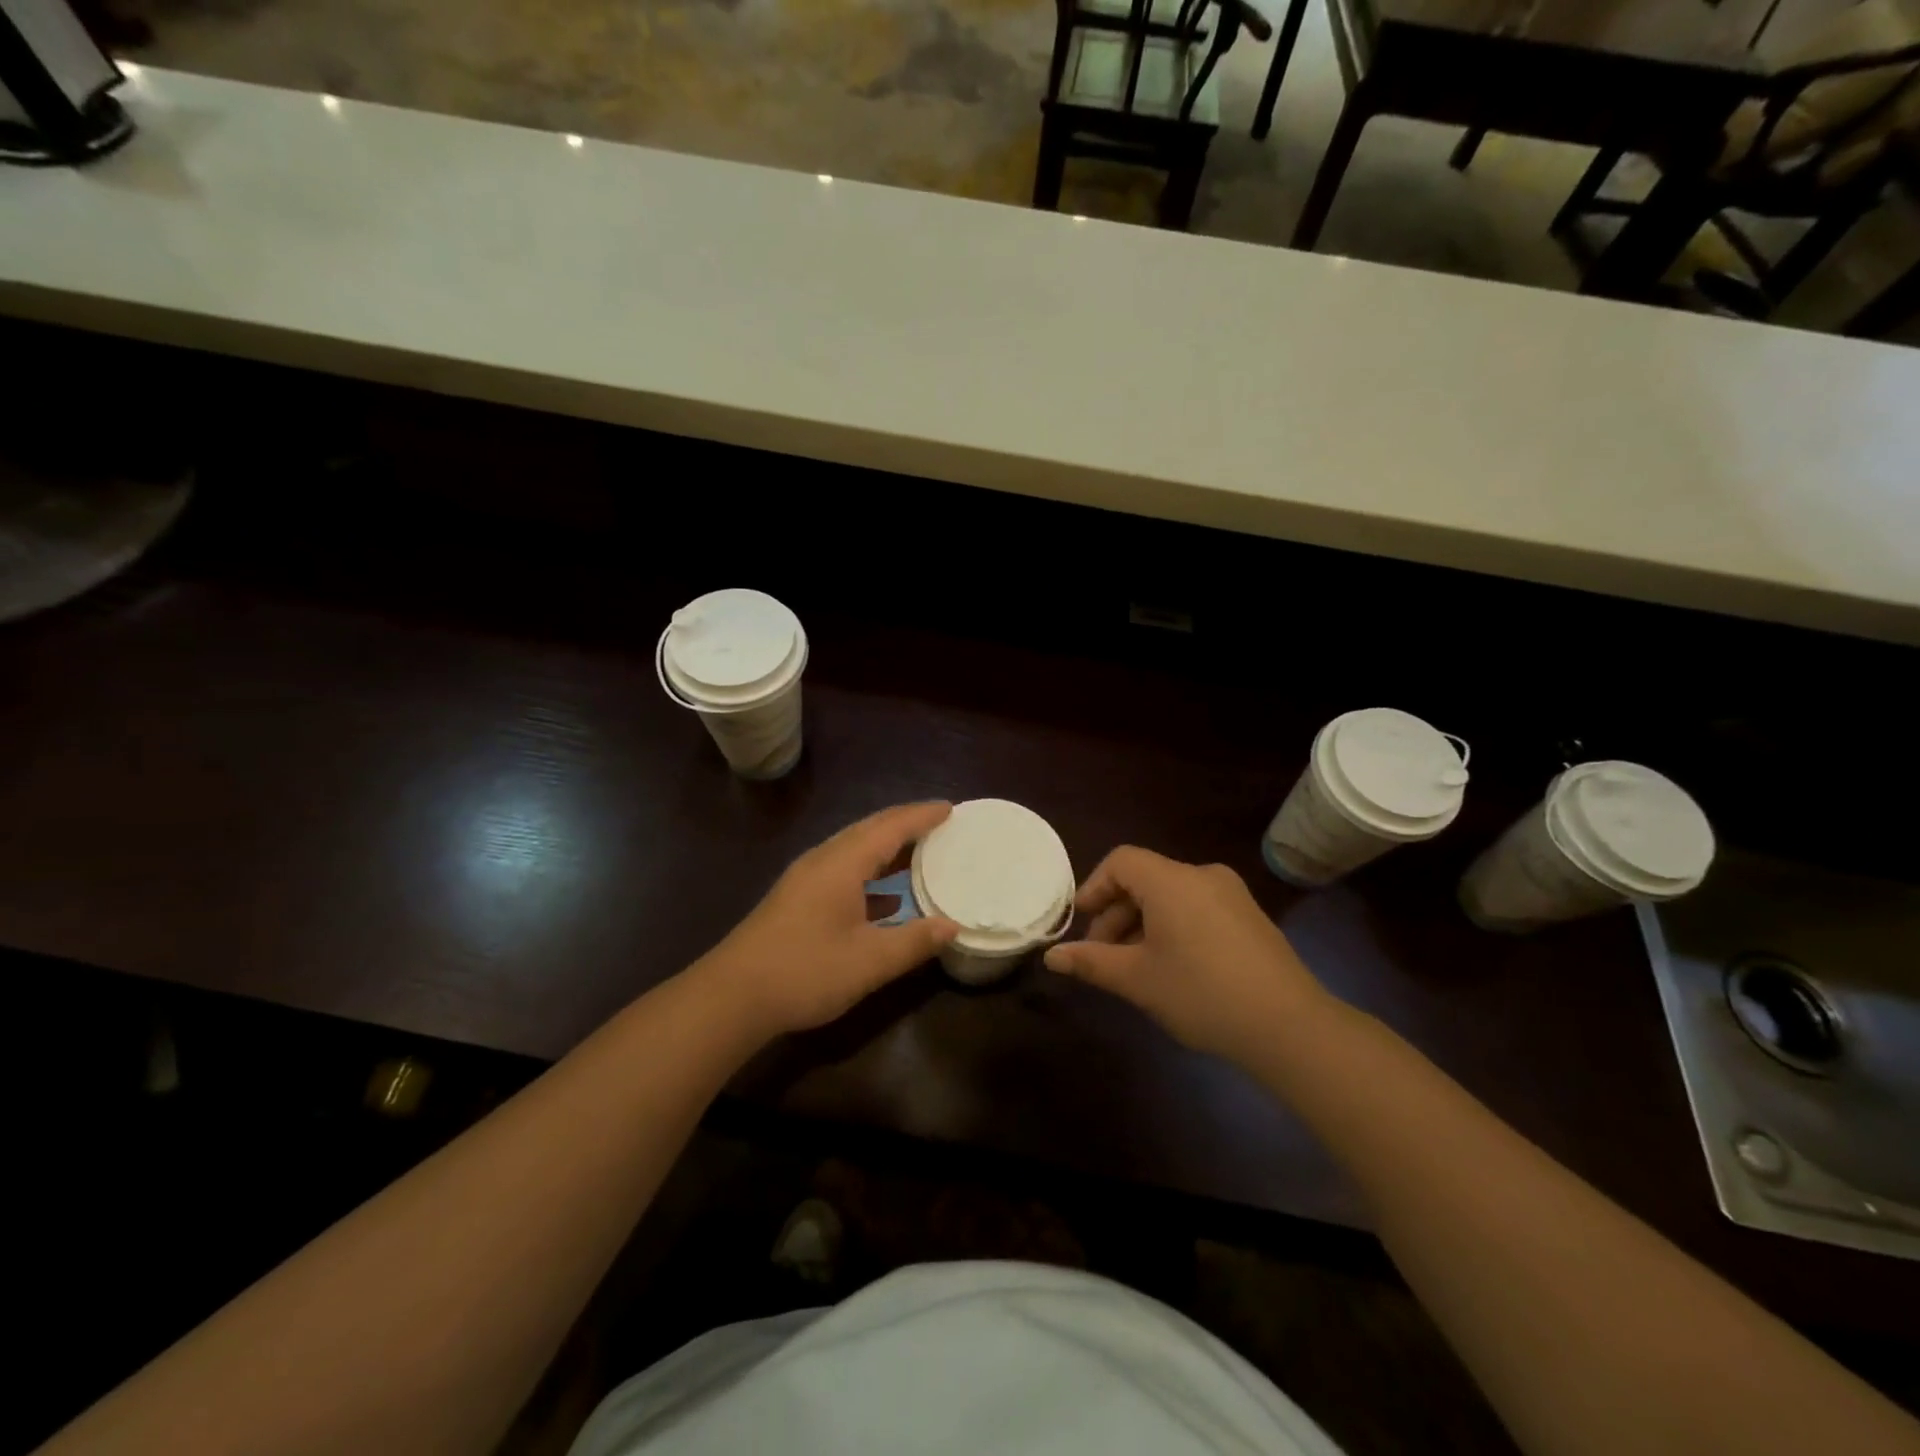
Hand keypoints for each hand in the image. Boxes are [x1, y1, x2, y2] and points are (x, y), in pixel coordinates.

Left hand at [697, 802, 960, 1039]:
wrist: (731, 997)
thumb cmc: (805, 971)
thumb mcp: (869, 961)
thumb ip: (914, 941)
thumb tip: (952, 926)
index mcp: (842, 864)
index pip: (890, 827)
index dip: (921, 816)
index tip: (950, 808)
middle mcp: (823, 861)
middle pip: (869, 830)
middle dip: (905, 824)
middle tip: (939, 824)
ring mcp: (806, 880)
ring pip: (854, 850)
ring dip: (887, 848)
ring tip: (920, 853)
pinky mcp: (797, 900)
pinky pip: (842, 871)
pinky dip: (870, 874)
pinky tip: (887, 900)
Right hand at [1043, 847, 1326, 1062]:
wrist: (1288, 1026)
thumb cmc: (1201, 993)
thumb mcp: (1137, 979)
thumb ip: (1091, 961)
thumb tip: (1052, 957)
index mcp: (1171, 880)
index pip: (1121, 862)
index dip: (1094, 887)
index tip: (1082, 923)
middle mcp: (1202, 875)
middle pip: (1145, 879)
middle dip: (1116, 913)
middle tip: (1102, 955)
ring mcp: (1231, 894)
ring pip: (1171, 896)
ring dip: (1143, 923)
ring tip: (1134, 966)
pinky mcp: (1250, 917)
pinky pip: (1197, 908)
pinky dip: (1173, 926)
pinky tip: (1172, 967)